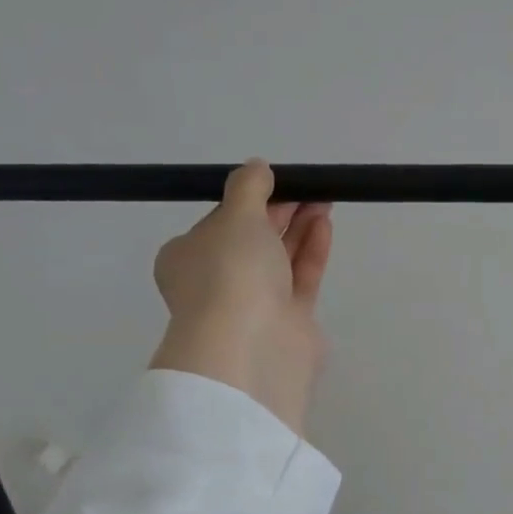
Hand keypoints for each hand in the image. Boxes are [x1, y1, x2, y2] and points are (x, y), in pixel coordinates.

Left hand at [151, 161, 332, 434]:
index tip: (275, 180)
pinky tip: (324, 224)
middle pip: (253, 239)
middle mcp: (218, 282)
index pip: (219, 223)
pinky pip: (300, 278)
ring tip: (324, 198)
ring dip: (300, 227)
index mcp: (188, 258)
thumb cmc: (230, 273)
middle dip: (280, 210)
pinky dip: (311, 251)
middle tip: (308, 186)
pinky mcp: (289, 322)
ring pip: (279, 258)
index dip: (247, 200)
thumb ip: (249, 188)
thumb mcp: (235, 216)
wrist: (250, 346)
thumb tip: (257, 167)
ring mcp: (254, 305)